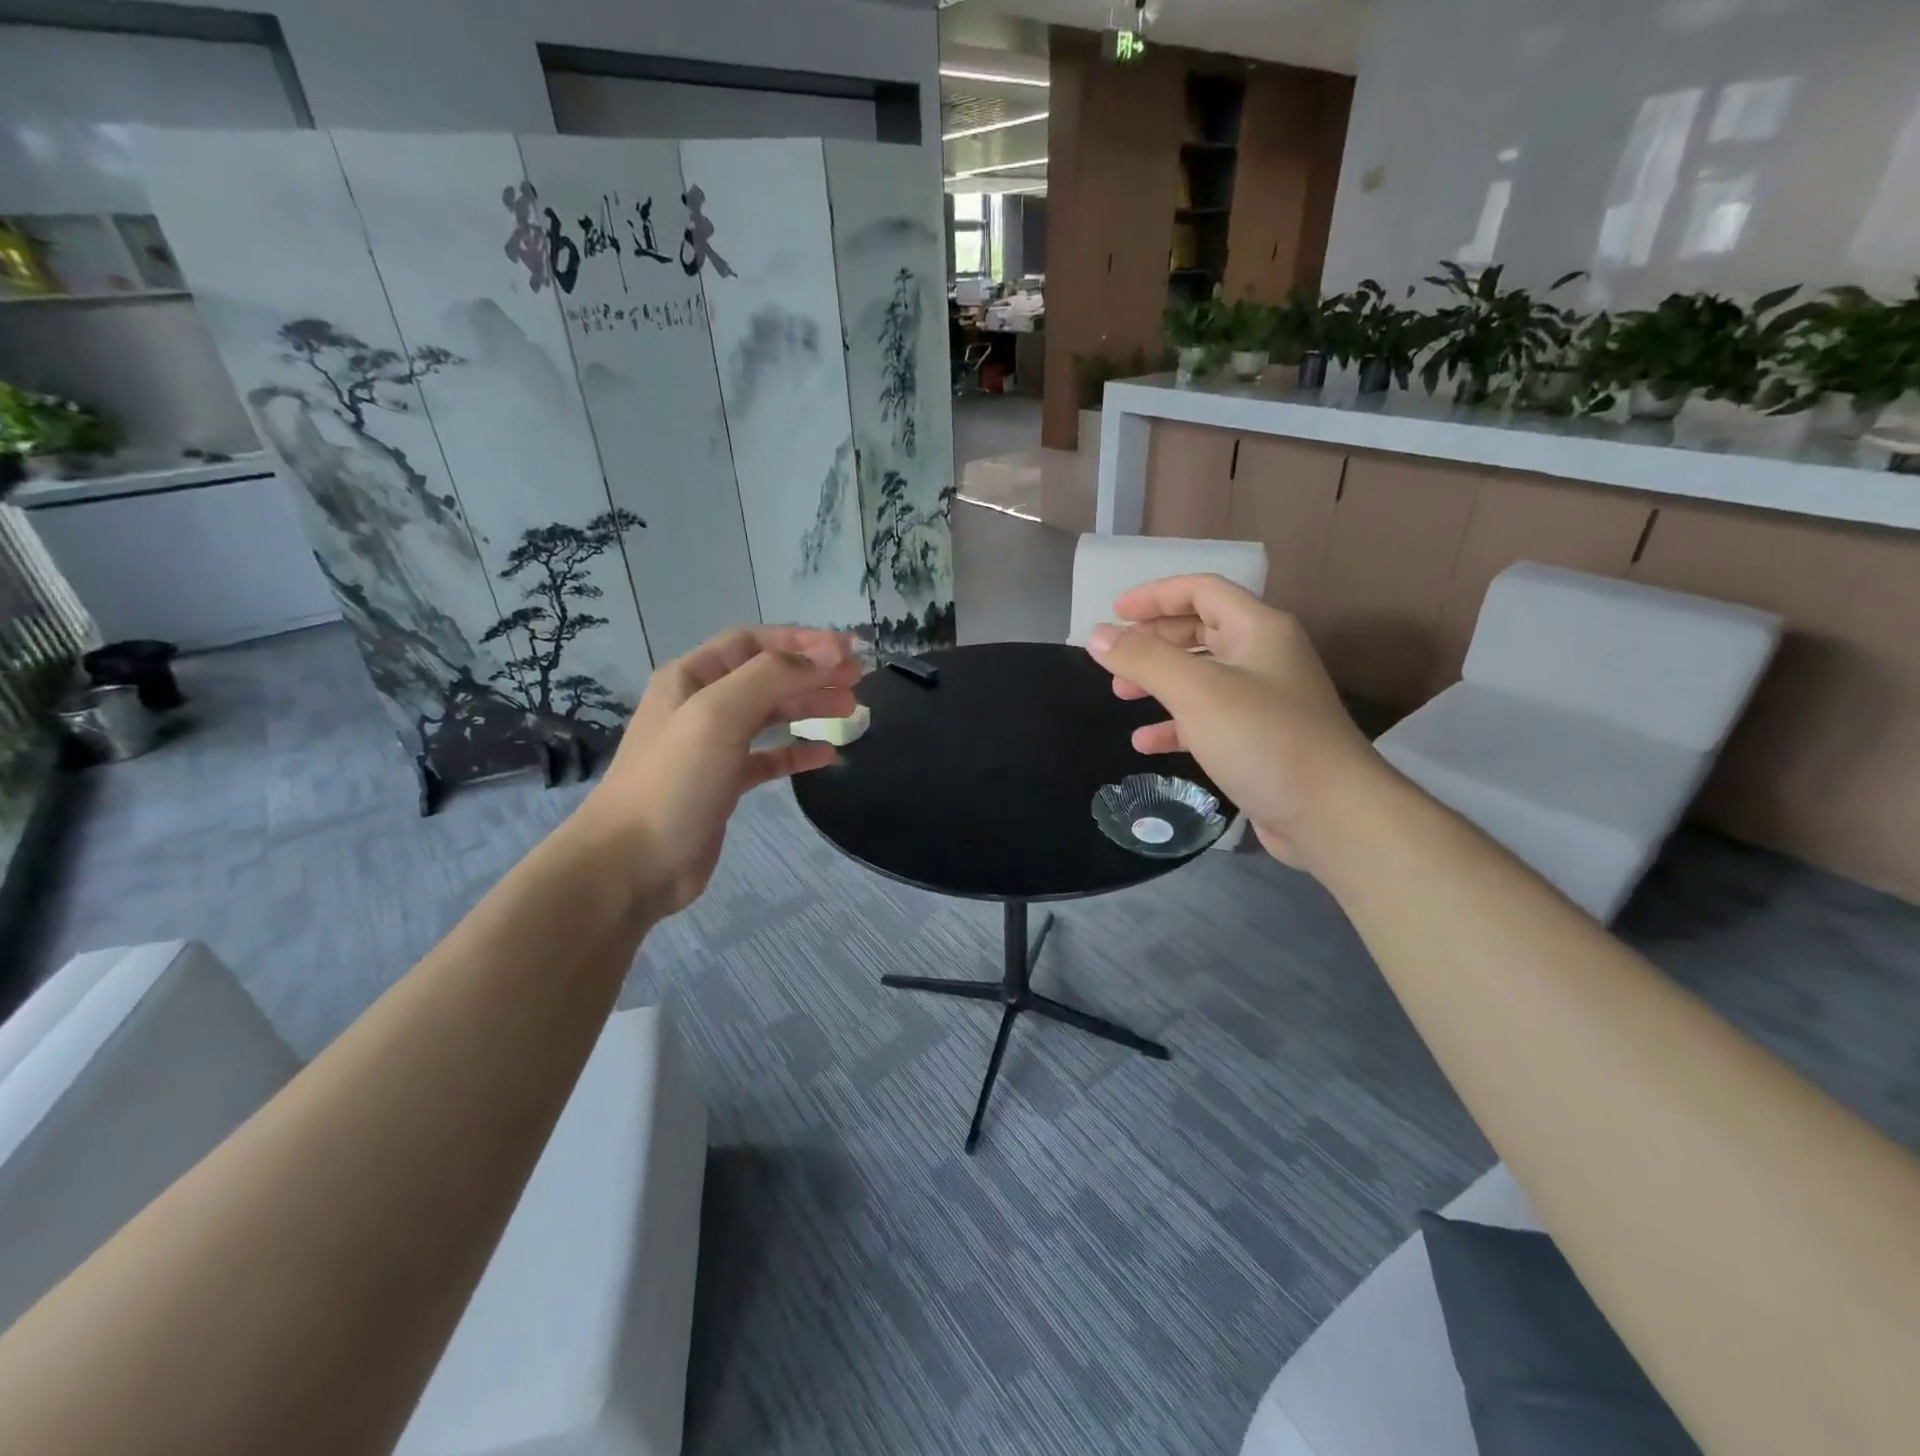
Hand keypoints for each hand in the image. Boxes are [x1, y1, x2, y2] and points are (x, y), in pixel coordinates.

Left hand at [578, 625, 861, 914]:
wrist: (633, 863)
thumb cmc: (674, 780)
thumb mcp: (719, 714)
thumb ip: (773, 676)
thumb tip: (828, 653)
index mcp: (692, 677)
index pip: (754, 642)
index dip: (802, 641)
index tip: (848, 650)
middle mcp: (702, 704)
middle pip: (767, 676)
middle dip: (813, 673)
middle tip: (858, 680)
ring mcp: (713, 746)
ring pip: (771, 715)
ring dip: (810, 707)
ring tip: (851, 710)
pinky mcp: (724, 783)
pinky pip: (769, 758)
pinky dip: (797, 753)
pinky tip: (827, 755)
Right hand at [1085, 574, 1386, 867]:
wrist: (1332, 815)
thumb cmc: (1264, 739)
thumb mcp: (1197, 691)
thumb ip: (1144, 659)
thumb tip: (1097, 636)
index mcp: (1258, 629)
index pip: (1201, 590)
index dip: (1155, 595)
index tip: (1113, 614)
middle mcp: (1263, 656)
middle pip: (1200, 629)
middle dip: (1154, 640)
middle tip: (1115, 658)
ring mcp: (1263, 700)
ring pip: (1200, 676)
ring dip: (1159, 681)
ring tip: (1122, 695)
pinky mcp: (1258, 740)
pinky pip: (1207, 719)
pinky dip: (1175, 725)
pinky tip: (1146, 743)